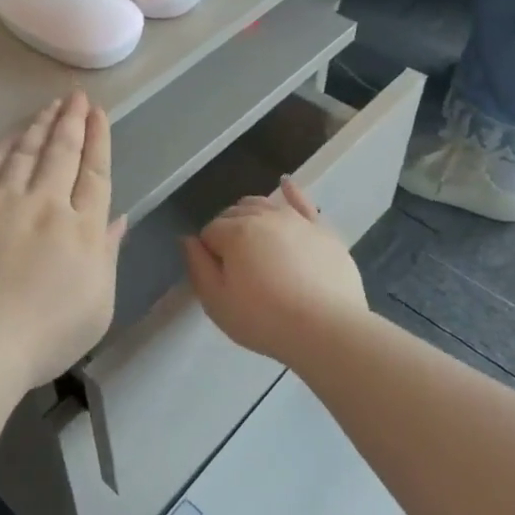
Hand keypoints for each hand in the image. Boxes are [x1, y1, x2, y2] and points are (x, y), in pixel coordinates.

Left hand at [0, 92, 126, 391]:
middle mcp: (46, 204)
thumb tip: (117, 218)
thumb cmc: (45, 335)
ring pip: (26, 152)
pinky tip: (12, 136)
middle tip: (76, 97)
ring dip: (41, 126)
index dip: (98, 140)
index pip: (94, 173)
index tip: (99, 114)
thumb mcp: (97, 305)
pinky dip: (4, 147)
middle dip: (72, 121)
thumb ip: (107, 255)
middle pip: (62, 152)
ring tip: (50, 106)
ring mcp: (3, 202)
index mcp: (82, 229)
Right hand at [182, 179, 367, 364]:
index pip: (209, 232)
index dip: (209, 254)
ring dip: (251, 216)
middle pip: (234, 215)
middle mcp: (264, 216)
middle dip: (228, 233)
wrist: (327, 329)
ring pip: (263, 205)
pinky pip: (302, 202)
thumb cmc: (265, 319)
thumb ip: (197, 267)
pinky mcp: (322, 229)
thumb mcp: (217, 303)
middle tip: (235, 266)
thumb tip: (188, 240)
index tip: (218, 278)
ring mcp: (296, 219)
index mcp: (235, 232)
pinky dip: (290, 191)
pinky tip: (285, 184)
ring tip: (252, 240)